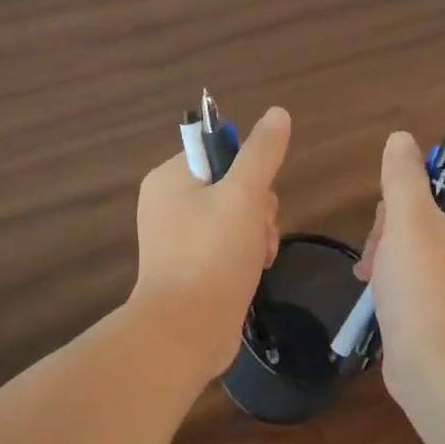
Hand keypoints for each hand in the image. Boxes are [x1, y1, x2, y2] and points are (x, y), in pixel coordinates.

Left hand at [131, 107, 290, 377]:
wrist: (186, 329)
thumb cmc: (212, 255)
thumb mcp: (244, 195)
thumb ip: (262, 153)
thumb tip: (277, 113)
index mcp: (169, 178)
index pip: (217, 152)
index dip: (248, 170)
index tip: (258, 196)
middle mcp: (167, 205)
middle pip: (230, 187)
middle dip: (257, 209)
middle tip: (259, 233)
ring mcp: (177, 240)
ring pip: (234, 219)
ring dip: (257, 235)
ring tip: (259, 258)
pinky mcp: (189, 269)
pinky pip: (225, 248)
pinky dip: (244, 257)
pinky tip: (254, 272)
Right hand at [354, 130, 444, 399]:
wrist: (442, 373)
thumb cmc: (429, 288)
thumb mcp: (408, 221)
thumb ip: (403, 175)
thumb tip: (401, 139)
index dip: (425, 174)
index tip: (396, 195)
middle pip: (436, 204)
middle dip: (396, 218)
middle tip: (380, 241)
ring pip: (421, 237)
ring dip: (388, 246)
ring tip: (370, 270)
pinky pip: (422, 269)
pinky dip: (396, 271)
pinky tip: (372, 285)